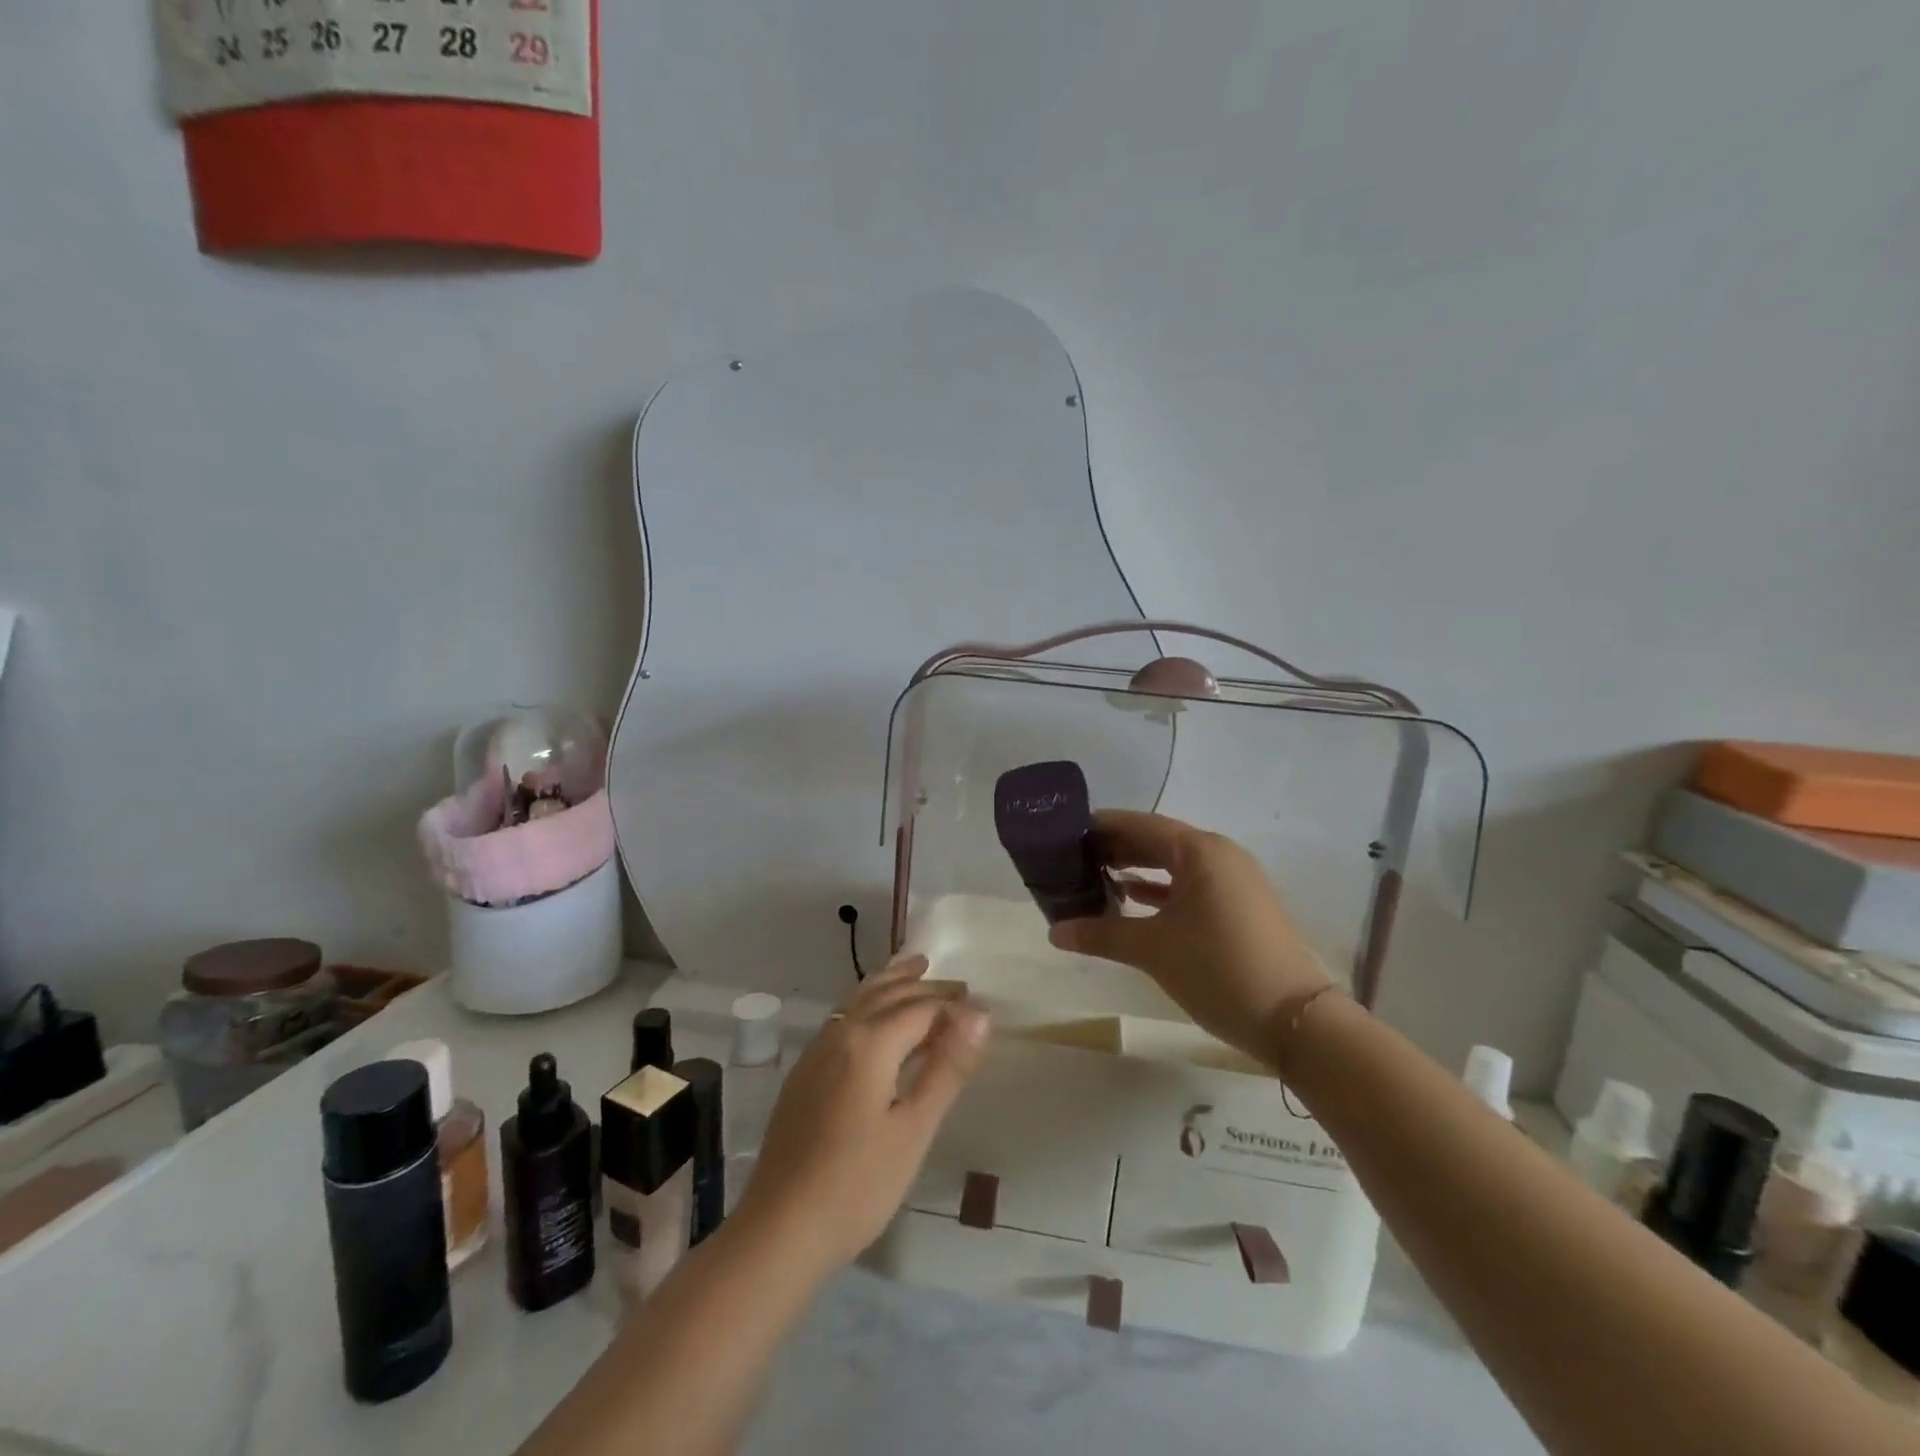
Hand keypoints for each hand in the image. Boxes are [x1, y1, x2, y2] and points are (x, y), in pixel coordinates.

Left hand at [733, 955, 989, 1273]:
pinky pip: (843, 1016)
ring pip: (860, 997)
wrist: (780, 1229)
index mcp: (869, 1042)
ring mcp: (816, 1050)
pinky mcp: (804, 1071)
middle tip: (961, 986)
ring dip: (892, 981)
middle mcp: (840, 1033)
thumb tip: (980, 1014)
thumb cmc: (857, 1185)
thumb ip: (947, 1067)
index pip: (921, 1007)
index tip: (984, 1009)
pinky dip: (868, 1000)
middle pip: (889, 994)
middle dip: (926, 986)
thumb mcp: (914, 1129)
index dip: (955, 1006)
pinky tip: (874, 1015)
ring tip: (916, 967)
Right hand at [1048, 810, 1328, 1062]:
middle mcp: (1220, 855)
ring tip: (1093, 877)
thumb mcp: (1152, 950)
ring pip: (1174, 864)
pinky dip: (1160, 890)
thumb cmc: (1218, 969)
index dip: (1100, 827)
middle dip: (1115, 848)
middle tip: (1072, 858)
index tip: (1064, 833)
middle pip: (1157, 840)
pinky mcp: (1240, 906)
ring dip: (1136, 869)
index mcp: (1200, 850)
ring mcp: (1235, 881)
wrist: (1295, 1022)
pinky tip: (1131, 899)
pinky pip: (1191, 885)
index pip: (1139, 824)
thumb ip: (1100, 934)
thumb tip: (1054, 931)